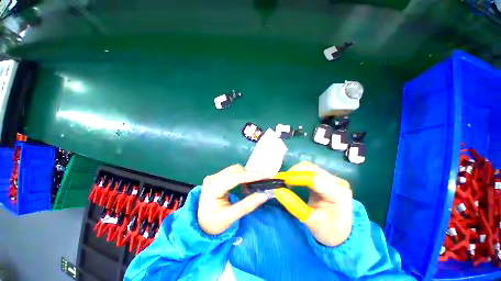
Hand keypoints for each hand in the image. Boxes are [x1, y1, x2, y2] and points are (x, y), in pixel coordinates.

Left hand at [198, 164, 268, 234]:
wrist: (200, 223)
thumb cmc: (212, 223)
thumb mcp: (229, 218)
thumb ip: (247, 205)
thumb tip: (265, 195)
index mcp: (213, 187)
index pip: (235, 177)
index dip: (251, 176)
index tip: (265, 176)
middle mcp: (213, 178)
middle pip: (235, 170)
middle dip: (251, 175)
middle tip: (263, 181)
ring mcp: (215, 176)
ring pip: (235, 169)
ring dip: (246, 175)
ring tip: (254, 185)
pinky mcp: (218, 177)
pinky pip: (233, 172)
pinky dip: (242, 176)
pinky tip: (246, 185)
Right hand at [288, 161, 352, 246]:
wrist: (341, 233)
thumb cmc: (327, 231)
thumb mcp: (310, 222)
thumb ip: (294, 206)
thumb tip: (278, 191)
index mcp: (338, 193)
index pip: (314, 178)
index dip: (296, 176)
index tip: (281, 180)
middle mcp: (337, 182)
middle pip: (312, 168)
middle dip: (294, 172)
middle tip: (281, 180)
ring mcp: (333, 178)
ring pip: (310, 167)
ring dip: (296, 171)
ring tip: (286, 180)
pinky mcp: (328, 178)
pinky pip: (310, 170)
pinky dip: (299, 173)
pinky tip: (293, 179)